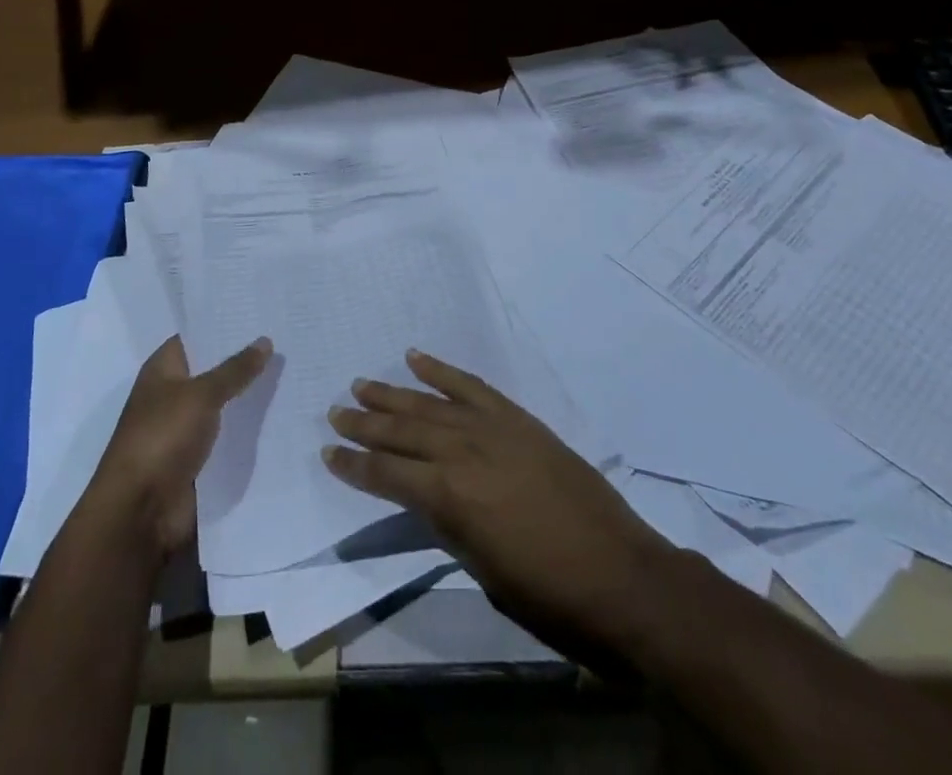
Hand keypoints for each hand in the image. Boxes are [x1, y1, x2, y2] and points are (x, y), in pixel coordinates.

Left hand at [83, 334, 271, 560]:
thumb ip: (235, 369)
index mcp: (163, 369)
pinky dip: (248, 430)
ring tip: (294, 373)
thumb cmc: (162, 438)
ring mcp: (185, 428)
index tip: (261, 312)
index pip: (197, 336)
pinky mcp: (198, 459)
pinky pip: (228, 436)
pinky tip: (282, 416)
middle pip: (213, 369)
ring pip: (224, 404)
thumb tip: (265, 340)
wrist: (140, 512)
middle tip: (288, 339)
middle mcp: (173, 394)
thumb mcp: (201, 395)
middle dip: (245, 360)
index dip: (225, 324)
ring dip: (250, 396)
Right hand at [324, 349, 667, 664]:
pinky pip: (472, 385)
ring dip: (393, 393)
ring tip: (362, 383)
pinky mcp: (518, 418)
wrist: (623, 576)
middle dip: (364, 423)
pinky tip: (418, 357)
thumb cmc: (549, 595)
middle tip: (335, 411)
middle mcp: (463, 452)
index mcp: (449, 497)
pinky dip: (442, 369)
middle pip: (401, 431)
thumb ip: (448, 525)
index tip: (328, 453)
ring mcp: (492, 427)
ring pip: (430, 403)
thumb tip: (426, 497)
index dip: (354, 466)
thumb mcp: (483, 570)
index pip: (387, 475)